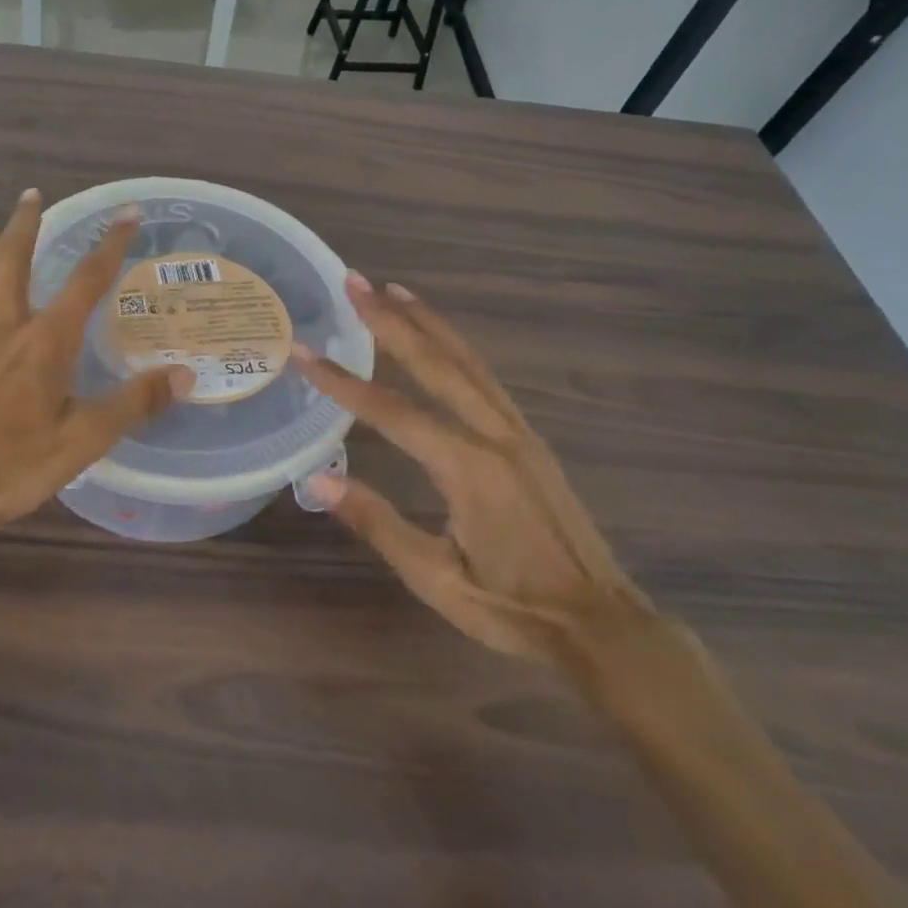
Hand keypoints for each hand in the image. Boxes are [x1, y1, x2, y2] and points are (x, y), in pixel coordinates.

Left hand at [0, 191, 191, 551]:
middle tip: (31, 193)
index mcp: (46, 341)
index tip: (128, 213)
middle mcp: (3, 325)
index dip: (111, 245)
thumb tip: (186, 375)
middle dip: (25, 224)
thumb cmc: (8, 466)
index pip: (87, 281)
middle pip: (13, 260)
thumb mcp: (83, 441)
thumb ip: (134, 404)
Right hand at [295, 275, 651, 665]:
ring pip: (467, 361)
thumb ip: (377, 522)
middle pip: (436, 362)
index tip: (304, 353)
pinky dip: (455, 346)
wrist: (604, 627)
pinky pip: (485, 378)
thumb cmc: (513, 609)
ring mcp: (518, 433)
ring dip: (426, 321)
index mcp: (468, 468)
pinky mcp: (529, 440)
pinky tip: (438, 338)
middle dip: (391, 319)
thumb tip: (318, 480)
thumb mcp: (436, 578)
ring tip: (392, 289)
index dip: (342, 381)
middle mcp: (495, 436)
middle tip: (355, 281)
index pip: (391, 411)